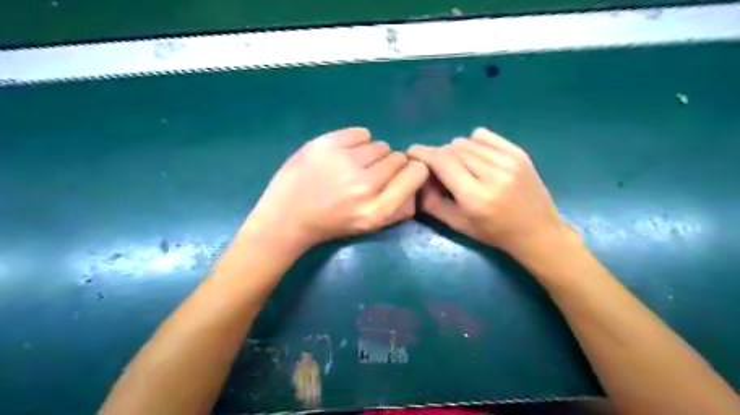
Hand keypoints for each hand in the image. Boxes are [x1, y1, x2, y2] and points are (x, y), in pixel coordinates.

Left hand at [244, 126, 427, 249]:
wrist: (287, 217)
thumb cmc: (331, 223)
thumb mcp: (369, 225)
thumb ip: (398, 207)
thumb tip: (417, 178)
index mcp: (377, 210)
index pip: (416, 174)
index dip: (414, 170)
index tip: (404, 173)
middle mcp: (365, 185)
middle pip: (398, 158)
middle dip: (390, 164)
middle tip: (372, 173)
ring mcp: (344, 162)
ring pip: (380, 145)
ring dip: (372, 154)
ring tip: (354, 165)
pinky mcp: (327, 144)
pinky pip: (361, 133)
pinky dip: (357, 141)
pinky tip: (345, 154)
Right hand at [408, 126, 567, 259]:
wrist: (537, 231)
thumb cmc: (494, 233)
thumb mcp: (457, 225)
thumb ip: (432, 202)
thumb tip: (418, 178)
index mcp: (475, 197)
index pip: (441, 161)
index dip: (422, 153)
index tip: (411, 153)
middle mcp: (492, 174)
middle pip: (451, 149)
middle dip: (438, 156)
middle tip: (438, 170)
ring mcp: (509, 160)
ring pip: (466, 141)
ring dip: (455, 151)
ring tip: (460, 167)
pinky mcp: (519, 152)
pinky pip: (483, 135)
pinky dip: (472, 143)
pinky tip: (476, 157)